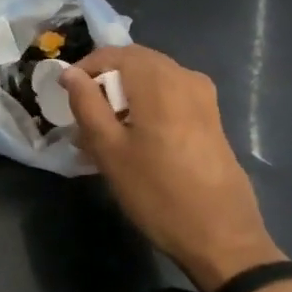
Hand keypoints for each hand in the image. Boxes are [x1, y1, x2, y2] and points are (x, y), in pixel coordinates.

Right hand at [60, 45, 282, 291]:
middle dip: (105, 84)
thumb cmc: (158, 193)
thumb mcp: (109, 150)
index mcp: (158, 79)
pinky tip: (137, 142)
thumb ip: (87, 104)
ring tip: (107, 135)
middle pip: (134, 64)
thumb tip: (70, 72)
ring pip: (152, 80)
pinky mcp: (212, 117)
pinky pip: (170, 96)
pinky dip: (147, 107)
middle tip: (85, 119)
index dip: (84, 71)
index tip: (67, 99)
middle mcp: (184, 76)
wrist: (223, 238)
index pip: (112, 54)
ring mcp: (203, 96)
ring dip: (125, 97)